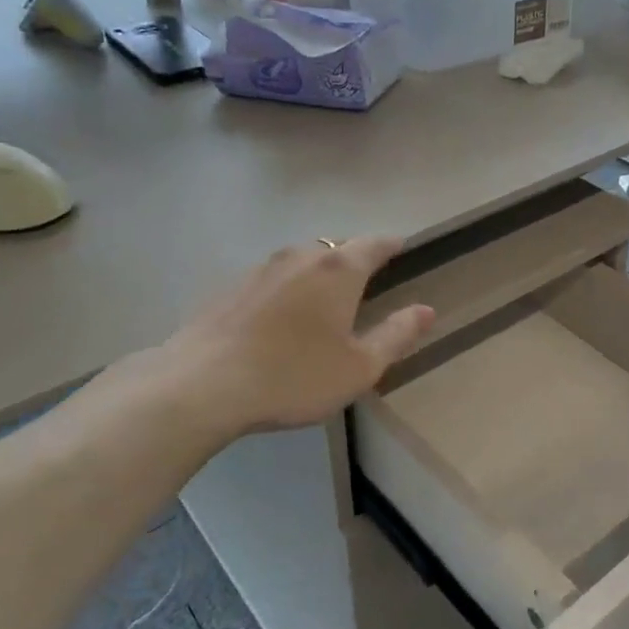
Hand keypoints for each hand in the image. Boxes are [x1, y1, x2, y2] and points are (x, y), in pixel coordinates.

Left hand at [107, 238, 434, 440]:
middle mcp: (301, 257)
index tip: (402, 247)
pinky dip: (287, 288)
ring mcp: (261, 269)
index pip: (374, 244)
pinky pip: (272, 277)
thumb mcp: (359, 366)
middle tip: (366, 281)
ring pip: (301, 260)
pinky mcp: (231, 287)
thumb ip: (397, 335)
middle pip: (336, 247)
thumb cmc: (294, 376)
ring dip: (317, 272)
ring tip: (324, 299)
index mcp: (338, 270)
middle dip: (354, 259)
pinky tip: (281, 318)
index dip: (391, 244)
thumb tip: (426, 310)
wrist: (203, 384)